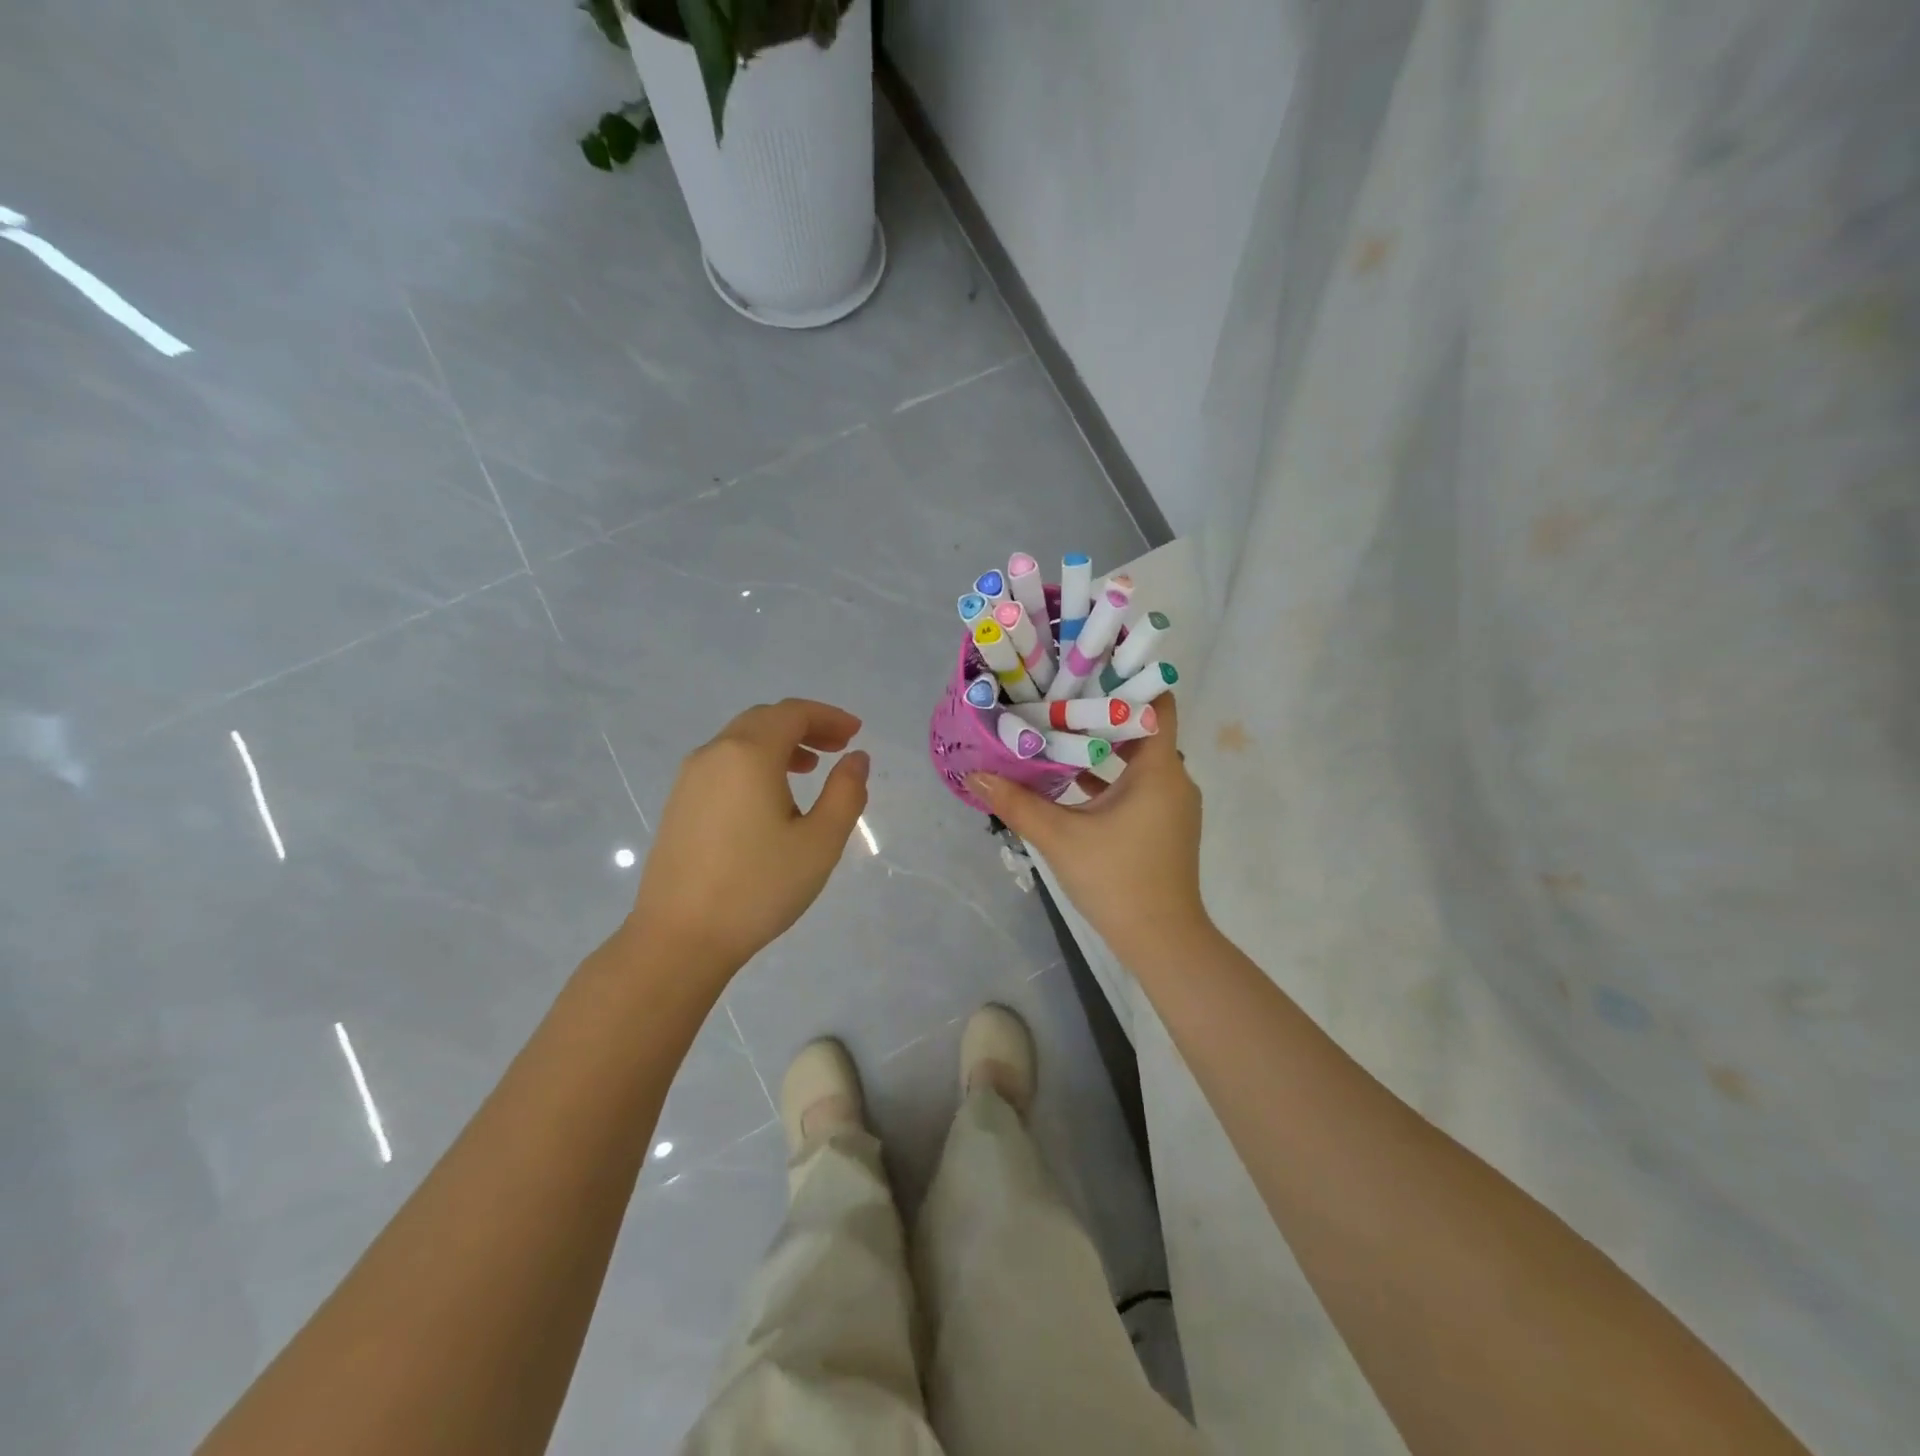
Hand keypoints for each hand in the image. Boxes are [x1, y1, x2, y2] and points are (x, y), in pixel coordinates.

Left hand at [630, 699, 869, 980]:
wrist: (680, 938)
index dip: (828, 716)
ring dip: (779, 744)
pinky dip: (755, 763)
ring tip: (810, 769)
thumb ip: (846, 793)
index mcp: (748, 754)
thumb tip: (856, 758)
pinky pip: (723, 764)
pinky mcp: (679, 804)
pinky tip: (771, 798)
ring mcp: (689, 779)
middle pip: (764, 720)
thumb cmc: (758, 887)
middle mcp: (714, 754)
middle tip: (838, 747)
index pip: (793, 713)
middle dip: (805, 726)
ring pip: (740, 741)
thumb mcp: (820, 842)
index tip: (855, 733)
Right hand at [968, 694, 1209, 964]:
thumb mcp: (1059, 836)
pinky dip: (1109, 780)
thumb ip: (1016, 802)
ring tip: (1058, 734)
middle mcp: (1174, 779)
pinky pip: (1138, 788)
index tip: (1089, 671)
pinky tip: (1070, 784)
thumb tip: (975, 775)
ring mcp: (1172, 805)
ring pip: (1138, 762)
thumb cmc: (1115, 878)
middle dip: (1101, 716)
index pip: (1156, 705)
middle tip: (1059, 701)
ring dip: (1102, 751)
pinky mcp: (1165, 827)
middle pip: (1141, 731)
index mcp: (1158, 770)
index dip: (1127, 683)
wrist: (1161, 939)